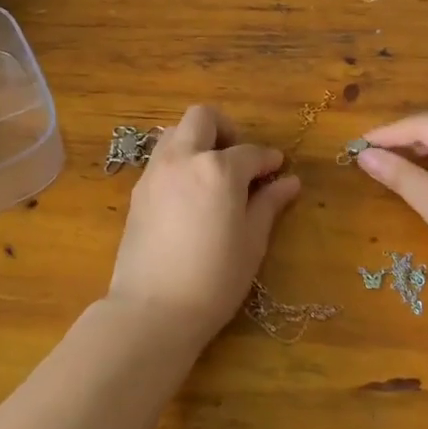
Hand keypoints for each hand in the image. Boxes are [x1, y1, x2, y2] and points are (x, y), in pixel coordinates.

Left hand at [107, 104, 303, 344]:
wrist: (152, 310)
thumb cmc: (214, 279)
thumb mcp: (252, 242)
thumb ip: (268, 204)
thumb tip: (289, 182)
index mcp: (218, 168)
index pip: (250, 152)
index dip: (268, 160)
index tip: (278, 170)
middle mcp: (184, 158)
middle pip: (203, 118)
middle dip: (226, 129)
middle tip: (238, 160)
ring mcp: (156, 172)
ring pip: (176, 132)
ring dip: (197, 141)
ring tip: (212, 174)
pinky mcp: (138, 191)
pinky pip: (161, 159)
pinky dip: (179, 162)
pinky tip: (190, 194)